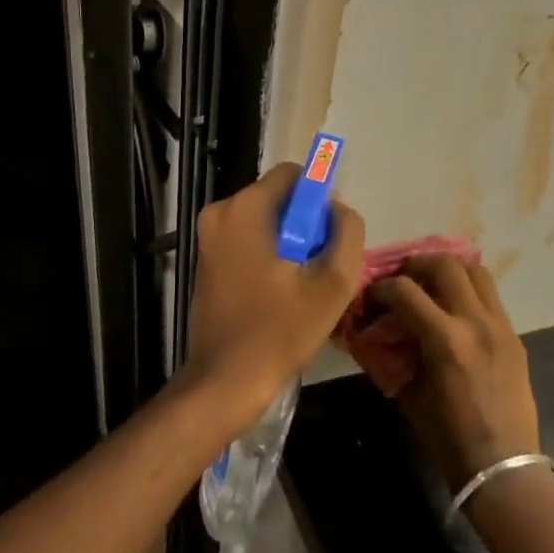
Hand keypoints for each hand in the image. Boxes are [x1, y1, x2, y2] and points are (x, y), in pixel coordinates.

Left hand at [184, 162, 366, 423]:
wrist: (227, 378)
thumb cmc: (281, 329)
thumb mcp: (333, 282)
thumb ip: (347, 232)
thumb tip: (339, 210)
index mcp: (245, 209)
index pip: (292, 174)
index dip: (319, 197)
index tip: (330, 234)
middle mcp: (219, 213)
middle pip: (277, 198)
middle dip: (305, 223)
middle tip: (320, 264)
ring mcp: (207, 238)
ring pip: (264, 221)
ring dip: (289, 242)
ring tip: (303, 283)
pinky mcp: (206, 261)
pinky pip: (247, 240)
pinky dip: (269, 254)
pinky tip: (281, 291)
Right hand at [369, 257, 539, 491]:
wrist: (503, 465)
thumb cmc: (448, 438)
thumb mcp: (410, 393)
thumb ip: (396, 354)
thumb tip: (381, 332)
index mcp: (446, 339)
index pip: (404, 290)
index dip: (379, 288)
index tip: (369, 298)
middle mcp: (476, 322)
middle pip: (445, 265)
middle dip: (415, 265)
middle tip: (401, 280)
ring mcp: (501, 326)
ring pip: (476, 271)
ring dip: (448, 271)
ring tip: (431, 286)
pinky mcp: (514, 336)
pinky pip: (490, 297)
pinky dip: (468, 292)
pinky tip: (453, 312)